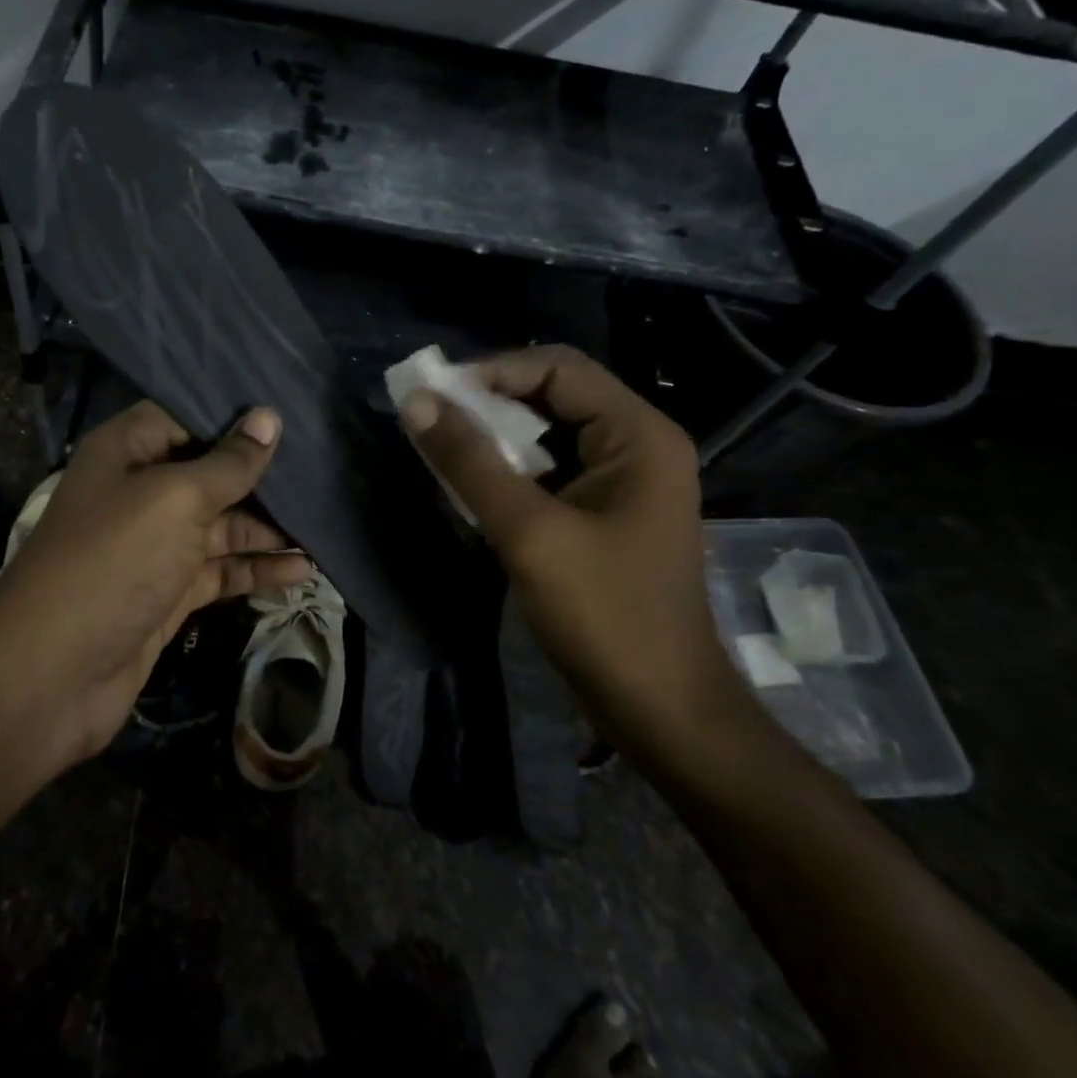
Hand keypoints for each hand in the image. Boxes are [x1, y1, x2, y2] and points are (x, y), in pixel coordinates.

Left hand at [0, 400, 312, 767]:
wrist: (54, 673)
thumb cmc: (113, 562)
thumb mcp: (174, 500)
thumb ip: (227, 464)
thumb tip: (268, 417)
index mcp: (126, 452)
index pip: (184, 415)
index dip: (232, 415)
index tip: (289, 412)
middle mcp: (139, 492)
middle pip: (208, 472)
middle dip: (260, 475)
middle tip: (323, 470)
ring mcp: (154, 546)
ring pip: (220, 525)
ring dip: (267, 529)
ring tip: (322, 526)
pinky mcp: (168, 592)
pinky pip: (219, 570)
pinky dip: (256, 570)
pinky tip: (301, 570)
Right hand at [400, 346, 750, 770]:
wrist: (660, 710)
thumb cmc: (605, 616)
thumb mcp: (530, 533)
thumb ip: (470, 464)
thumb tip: (416, 402)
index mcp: (638, 435)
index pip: (558, 368)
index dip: (492, 371)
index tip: (433, 396)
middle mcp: (635, 447)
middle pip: (553, 396)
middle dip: (488, 405)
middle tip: (430, 422)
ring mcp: (619, 484)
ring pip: (545, 436)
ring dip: (492, 440)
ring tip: (441, 453)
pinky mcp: (601, 516)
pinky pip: (546, 474)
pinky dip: (505, 474)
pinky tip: (468, 491)